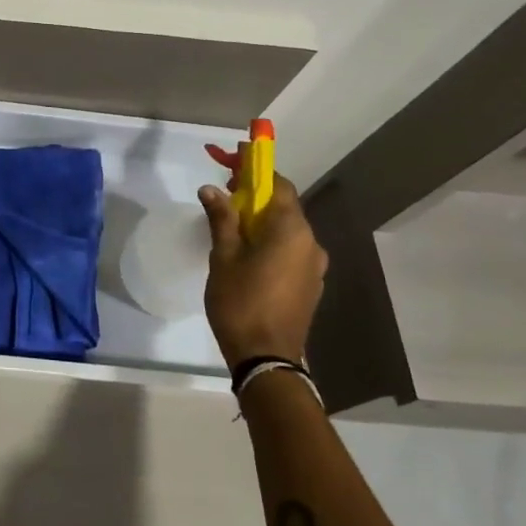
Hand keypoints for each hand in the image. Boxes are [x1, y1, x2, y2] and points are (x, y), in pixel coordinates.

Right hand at [198, 171, 328, 366]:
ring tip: (232, 230)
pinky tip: (248, 256)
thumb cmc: (241, 301)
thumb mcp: (224, 256)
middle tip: (225, 199)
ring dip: (263, 223)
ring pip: (288, 231)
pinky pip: (292, 251)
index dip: (256, 172)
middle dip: (256, 198)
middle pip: (284, 208)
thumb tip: (211, 188)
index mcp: (292, 230)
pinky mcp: (311, 285)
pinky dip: (272, 243)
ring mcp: (314, 266)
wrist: (266, 357)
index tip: (232, 168)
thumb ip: (221, 218)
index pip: (279, 185)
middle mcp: (311, 243)